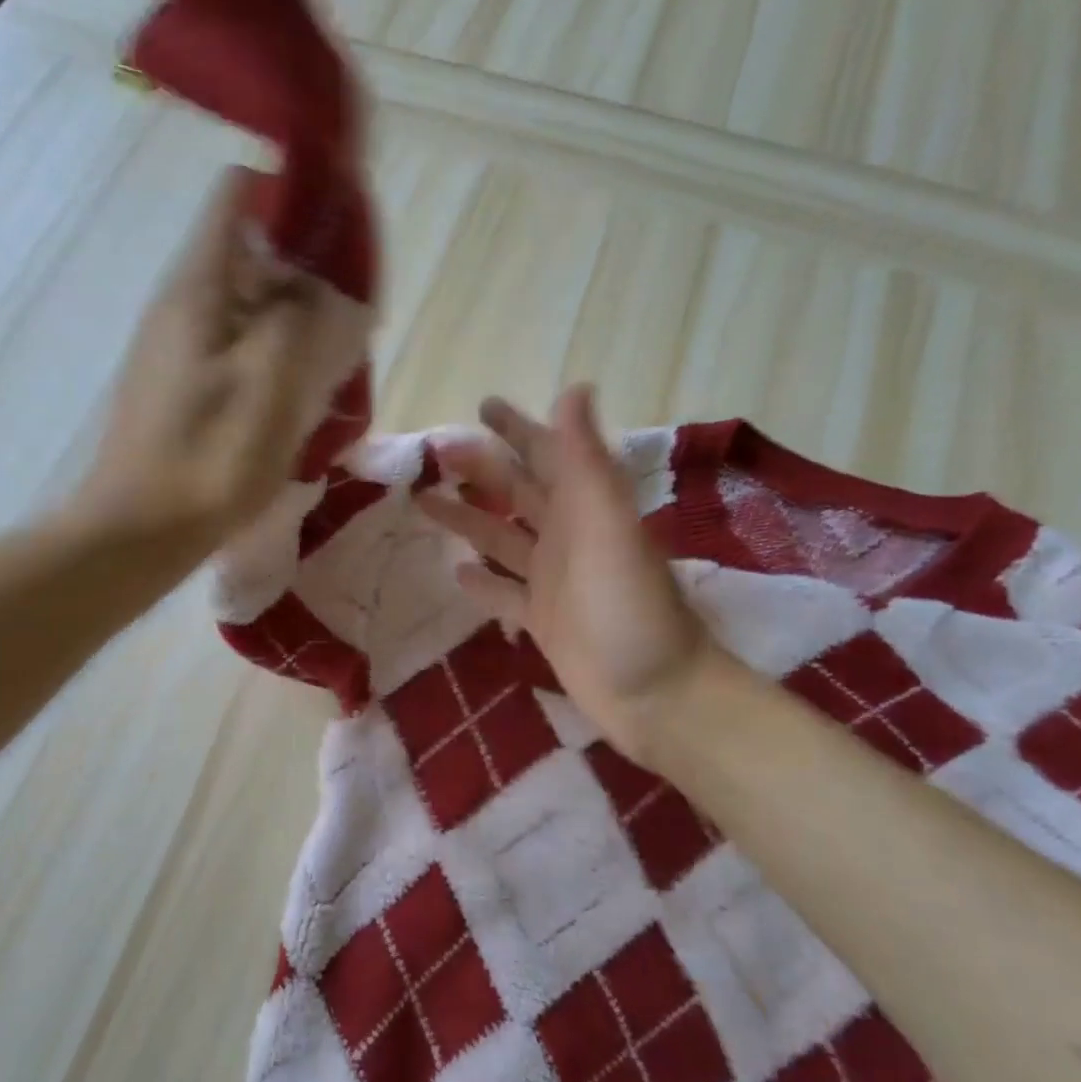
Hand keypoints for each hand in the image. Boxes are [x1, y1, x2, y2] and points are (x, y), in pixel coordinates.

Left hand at [73, 167, 327, 550]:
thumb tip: (323, 282)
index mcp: (199, 288)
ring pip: (249, 302)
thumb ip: (300, 317)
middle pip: (251, 250)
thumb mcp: (269, 382)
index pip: (240, 195)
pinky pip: (239, 344)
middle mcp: (184, 304)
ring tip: (334, 358)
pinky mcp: (184, 383)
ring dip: (295, 317)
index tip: (341, 231)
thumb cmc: (208, 458)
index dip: (293, 196)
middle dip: (307, 269)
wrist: (140, 533)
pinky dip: (275, 352)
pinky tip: (299, 393)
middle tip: (350, 316)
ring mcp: (180, 346)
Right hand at [416, 387, 722, 763]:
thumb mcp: (607, 525)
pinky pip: (504, 593)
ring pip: (502, 538)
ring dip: (467, 519)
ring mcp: (552, 580)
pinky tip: (455, 572)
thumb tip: (573, 388)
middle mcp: (567, 536)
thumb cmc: (629, 606)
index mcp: (584, 507)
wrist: (656, 693)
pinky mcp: (542, 620)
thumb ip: (585, 460)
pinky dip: (482, 582)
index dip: (516, 428)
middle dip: (480, 468)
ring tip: (424, 502)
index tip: (481, 407)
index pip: (545, 453)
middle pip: (516, 492)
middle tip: (435, 452)